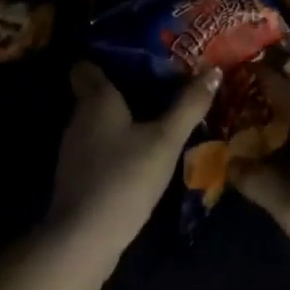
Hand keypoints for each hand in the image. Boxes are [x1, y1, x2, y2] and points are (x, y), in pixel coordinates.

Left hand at [49, 62, 219, 253]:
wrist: (83, 239)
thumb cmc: (124, 178)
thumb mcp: (165, 140)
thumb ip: (189, 105)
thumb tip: (214, 70)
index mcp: (96, 98)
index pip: (86, 63)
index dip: (106, 53)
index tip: (137, 50)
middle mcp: (79, 116)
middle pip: (96, 90)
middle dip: (124, 83)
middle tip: (160, 77)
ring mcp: (75, 148)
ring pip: (99, 118)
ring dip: (123, 114)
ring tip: (158, 109)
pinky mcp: (79, 174)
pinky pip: (100, 143)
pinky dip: (118, 140)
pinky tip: (141, 148)